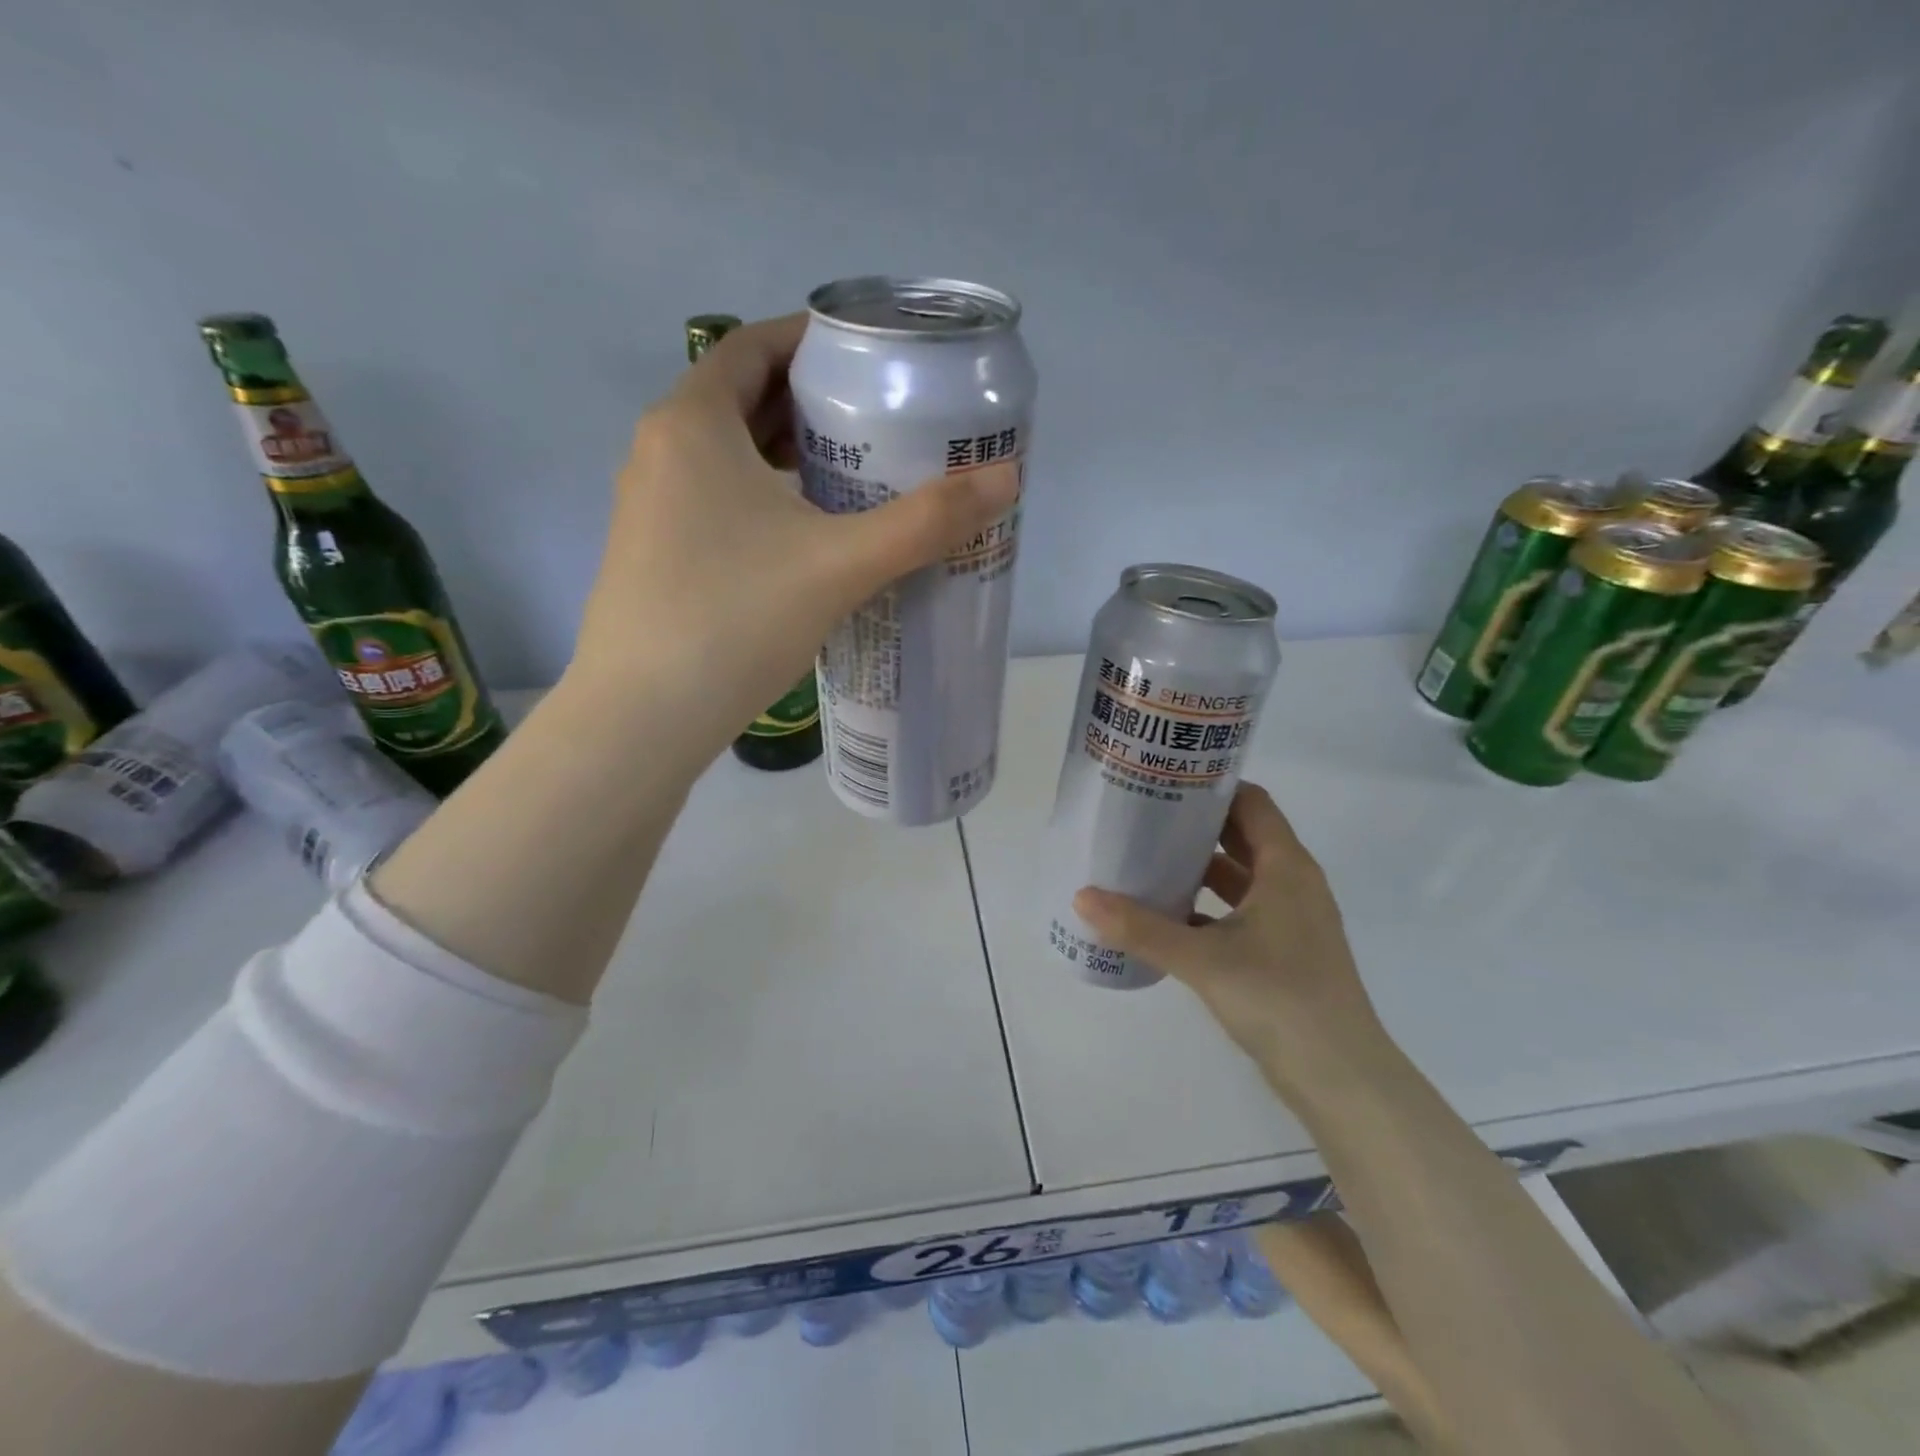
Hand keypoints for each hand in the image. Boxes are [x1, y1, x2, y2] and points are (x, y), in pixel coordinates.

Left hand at [568, 313, 1020, 759]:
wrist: (643, 717)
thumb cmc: (735, 618)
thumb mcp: (840, 563)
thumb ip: (925, 521)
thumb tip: (1008, 478)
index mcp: (692, 424)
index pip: (750, 346)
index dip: (809, 342)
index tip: (868, 358)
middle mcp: (659, 452)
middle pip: (742, 401)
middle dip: (809, 403)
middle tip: (878, 421)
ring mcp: (649, 509)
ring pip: (728, 458)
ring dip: (787, 457)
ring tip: (854, 476)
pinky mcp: (655, 557)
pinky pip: (716, 502)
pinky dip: (764, 499)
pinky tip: (807, 539)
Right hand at [1071, 782, 1389, 1094]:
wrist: (1340, 1078)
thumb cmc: (1279, 998)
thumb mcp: (1202, 958)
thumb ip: (1141, 927)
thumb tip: (1082, 897)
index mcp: (1286, 867)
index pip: (1251, 803)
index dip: (1212, 788)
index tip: (1165, 782)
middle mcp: (1292, 884)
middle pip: (1243, 836)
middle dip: (1197, 826)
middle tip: (1144, 817)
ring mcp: (1291, 921)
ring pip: (1240, 877)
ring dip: (1200, 868)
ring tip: (1147, 859)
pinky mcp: (1283, 953)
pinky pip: (1240, 912)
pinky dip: (1207, 907)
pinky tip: (1167, 915)